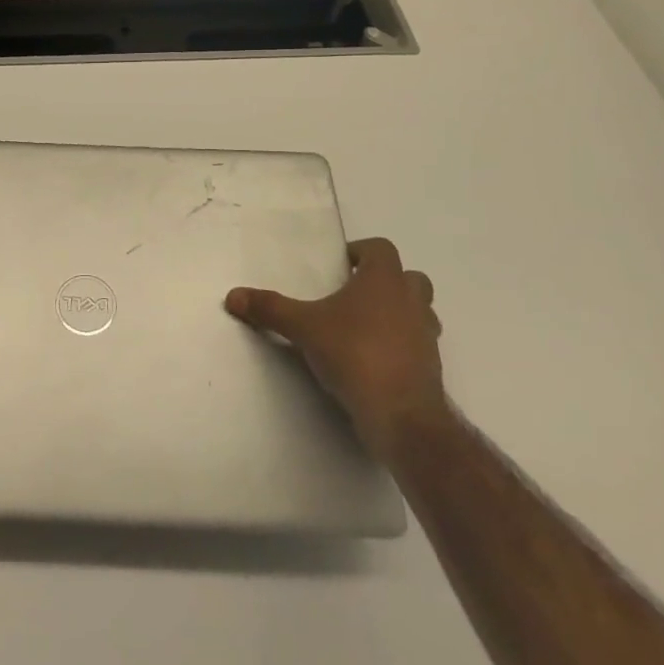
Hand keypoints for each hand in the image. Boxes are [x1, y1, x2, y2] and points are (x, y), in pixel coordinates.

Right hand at [226, 237, 445, 460]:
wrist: (402, 415)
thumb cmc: (354, 354)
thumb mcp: (303, 327)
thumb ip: (269, 309)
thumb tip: (232, 296)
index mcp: (384, 280)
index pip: (381, 248)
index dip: (362, 251)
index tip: (341, 264)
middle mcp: (411, 301)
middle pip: (409, 277)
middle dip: (386, 281)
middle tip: (355, 293)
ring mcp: (426, 335)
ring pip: (420, 311)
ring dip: (399, 313)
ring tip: (365, 326)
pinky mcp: (431, 367)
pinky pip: (418, 345)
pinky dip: (401, 345)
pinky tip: (374, 359)